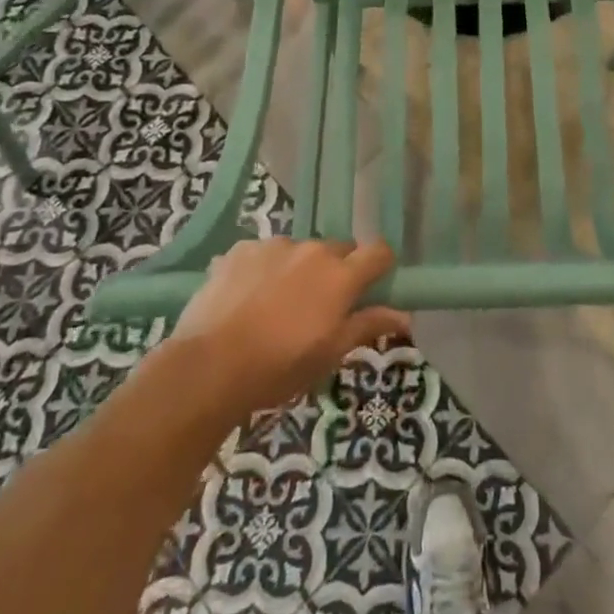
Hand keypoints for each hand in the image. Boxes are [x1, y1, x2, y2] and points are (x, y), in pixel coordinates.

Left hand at [174, 238, 411, 413]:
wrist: (209, 366)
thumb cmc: (279, 367)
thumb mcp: (330, 354)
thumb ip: (367, 325)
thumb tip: (404, 315)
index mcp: (340, 275)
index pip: (378, 251)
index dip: (380, 266)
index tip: (374, 286)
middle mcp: (311, 250)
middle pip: (337, 249)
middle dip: (336, 271)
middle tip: (321, 306)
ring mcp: (273, 246)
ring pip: (298, 251)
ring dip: (297, 270)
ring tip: (276, 306)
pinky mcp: (239, 250)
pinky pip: (262, 254)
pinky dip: (262, 270)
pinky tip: (246, 300)